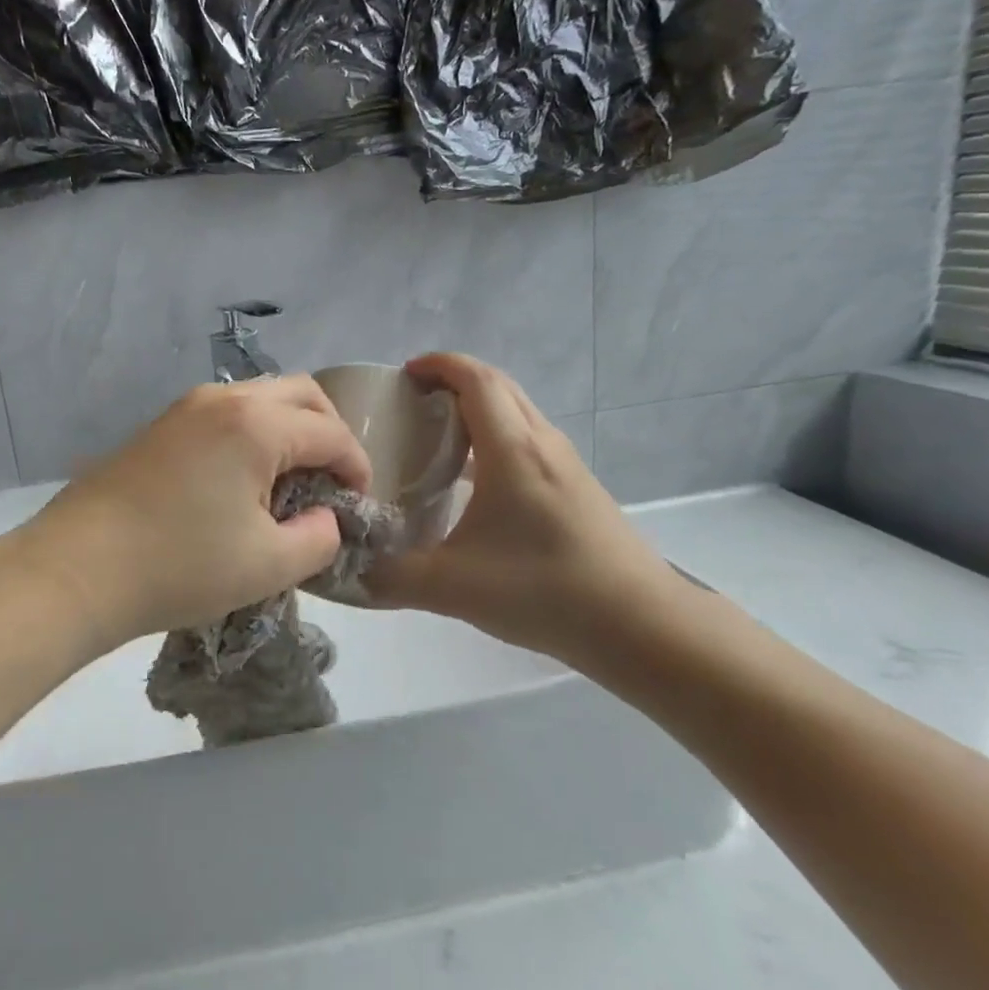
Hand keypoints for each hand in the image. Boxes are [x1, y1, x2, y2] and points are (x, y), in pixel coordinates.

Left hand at [11, 376, 371, 650]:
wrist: (76, 570)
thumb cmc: (180, 567)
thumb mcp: (269, 565)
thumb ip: (319, 538)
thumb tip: (325, 518)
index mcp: (257, 424)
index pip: (330, 433)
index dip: (357, 467)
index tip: (361, 504)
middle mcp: (223, 399)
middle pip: (300, 394)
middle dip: (329, 432)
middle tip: (333, 480)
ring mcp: (185, 408)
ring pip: (260, 398)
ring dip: (289, 429)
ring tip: (291, 481)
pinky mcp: (160, 427)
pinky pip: (226, 414)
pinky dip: (253, 434)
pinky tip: (244, 480)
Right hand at [365, 354, 684, 669]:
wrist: (639, 624)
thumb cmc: (545, 590)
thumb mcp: (453, 587)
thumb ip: (392, 578)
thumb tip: (349, 572)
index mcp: (512, 450)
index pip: (476, 379)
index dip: (438, 365)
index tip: (404, 375)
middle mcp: (542, 444)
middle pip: (499, 387)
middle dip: (454, 381)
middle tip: (412, 404)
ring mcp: (565, 465)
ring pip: (517, 413)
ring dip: (478, 409)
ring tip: (437, 437)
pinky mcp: (577, 488)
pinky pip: (528, 441)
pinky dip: (496, 438)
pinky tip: (475, 483)